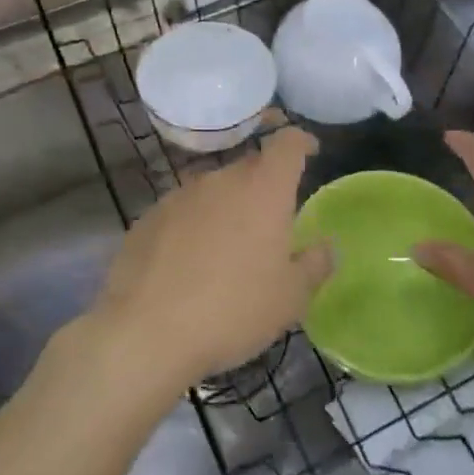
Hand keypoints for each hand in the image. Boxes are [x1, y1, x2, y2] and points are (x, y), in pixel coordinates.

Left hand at [90, 127, 332, 395]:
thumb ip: (315, 265)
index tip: (310, 151)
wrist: (145, 333)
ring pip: (214, 189)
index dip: (301, 141)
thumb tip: (327, 246)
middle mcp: (221, 180)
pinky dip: (194, 226)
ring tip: (229, 247)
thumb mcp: (290, 298)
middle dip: (264, 184)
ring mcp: (179, 196)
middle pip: (249, 166)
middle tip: (272, 220)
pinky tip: (190, 263)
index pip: (287, 143)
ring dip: (227, 207)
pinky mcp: (148, 218)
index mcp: (263, 190)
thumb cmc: (233, 311)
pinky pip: (182, 211)